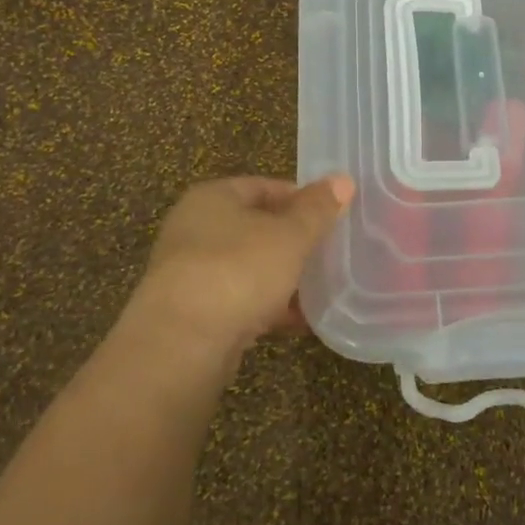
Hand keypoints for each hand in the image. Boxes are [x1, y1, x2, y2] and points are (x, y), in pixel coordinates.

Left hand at [132, 174, 353, 354]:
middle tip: (331, 251)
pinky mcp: (194, 315)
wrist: (181, 345)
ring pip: (248, 267)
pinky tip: (300, 322)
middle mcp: (195, 229)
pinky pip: (240, 302)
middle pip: (255, 227)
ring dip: (282, 277)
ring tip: (322, 288)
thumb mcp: (289, 235)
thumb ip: (317, 209)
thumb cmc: (238, 270)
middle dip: (293, 241)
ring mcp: (191, 274)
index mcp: (213, 198)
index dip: (301, 198)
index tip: (333, 215)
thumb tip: (343, 180)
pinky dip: (268, 308)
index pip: (263, 186)